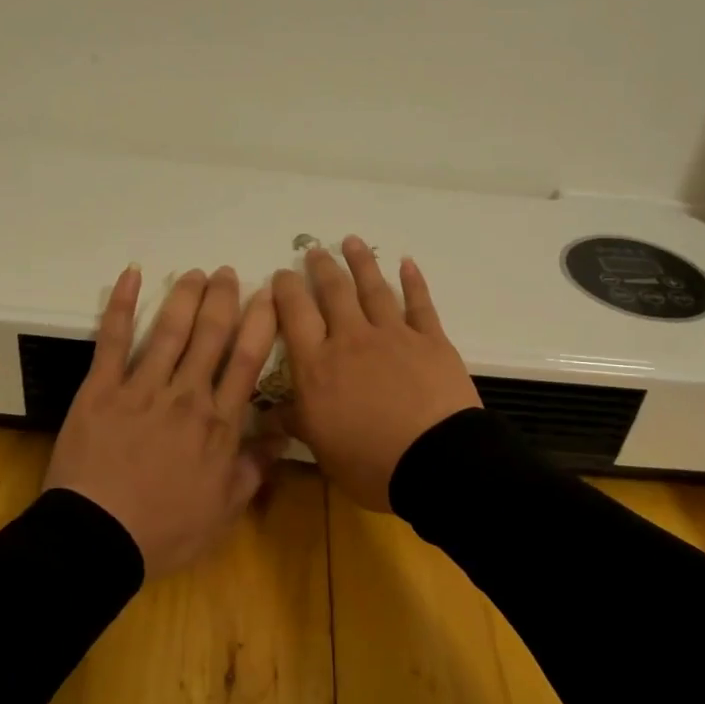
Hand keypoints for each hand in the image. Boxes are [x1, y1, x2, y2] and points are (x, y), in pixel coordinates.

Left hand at [45, 265, 282, 576]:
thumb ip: (254, 467)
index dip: (260, 322)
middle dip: (222, 299)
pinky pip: (113, 340)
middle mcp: (186, 394)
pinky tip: (130, 275)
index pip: (247, 359)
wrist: (97, 539)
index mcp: (219, 423)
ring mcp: (141, 388)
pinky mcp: (101, 389)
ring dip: (185, 296)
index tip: (269, 294)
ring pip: (170, 330)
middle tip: (228, 273)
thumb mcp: (224, 510)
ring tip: (195, 273)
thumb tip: (281, 434)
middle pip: (211, 335)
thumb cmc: (165, 531)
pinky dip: (121, 305)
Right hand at [272, 237, 480, 511]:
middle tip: (314, 251)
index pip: (294, 316)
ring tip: (351, 241)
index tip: (281, 275)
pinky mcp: (430, 340)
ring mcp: (393, 335)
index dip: (285, 291)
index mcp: (318, 366)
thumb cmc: (370, 462)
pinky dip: (413, 281)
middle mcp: (351, 340)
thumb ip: (296, 422)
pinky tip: (406, 263)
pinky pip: (419, 303)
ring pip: (373, 289)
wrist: (435, 462)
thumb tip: (269, 413)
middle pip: (333, 293)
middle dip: (321, 268)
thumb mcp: (322, 449)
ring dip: (361, 262)